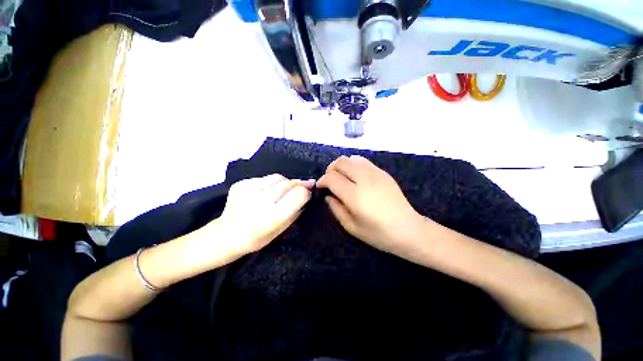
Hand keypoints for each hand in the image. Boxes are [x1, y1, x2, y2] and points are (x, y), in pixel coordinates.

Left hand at [216, 174, 314, 254]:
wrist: (226, 235)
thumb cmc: (257, 238)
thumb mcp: (281, 230)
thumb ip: (295, 211)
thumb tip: (306, 193)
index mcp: (272, 216)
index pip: (298, 194)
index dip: (306, 191)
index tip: (309, 191)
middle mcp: (260, 201)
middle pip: (288, 183)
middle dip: (298, 184)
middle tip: (303, 185)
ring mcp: (248, 190)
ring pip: (277, 177)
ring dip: (284, 182)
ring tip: (281, 191)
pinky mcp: (241, 184)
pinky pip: (264, 178)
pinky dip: (270, 183)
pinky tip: (265, 192)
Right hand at [317, 156, 428, 255]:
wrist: (408, 229)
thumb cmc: (378, 233)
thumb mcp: (351, 227)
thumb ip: (336, 208)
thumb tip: (328, 195)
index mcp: (355, 195)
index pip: (332, 178)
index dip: (322, 180)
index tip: (320, 186)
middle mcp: (364, 179)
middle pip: (341, 162)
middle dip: (331, 169)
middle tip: (330, 180)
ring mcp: (376, 173)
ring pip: (352, 158)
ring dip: (343, 166)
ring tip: (342, 177)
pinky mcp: (383, 173)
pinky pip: (363, 161)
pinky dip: (354, 166)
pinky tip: (356, 178)